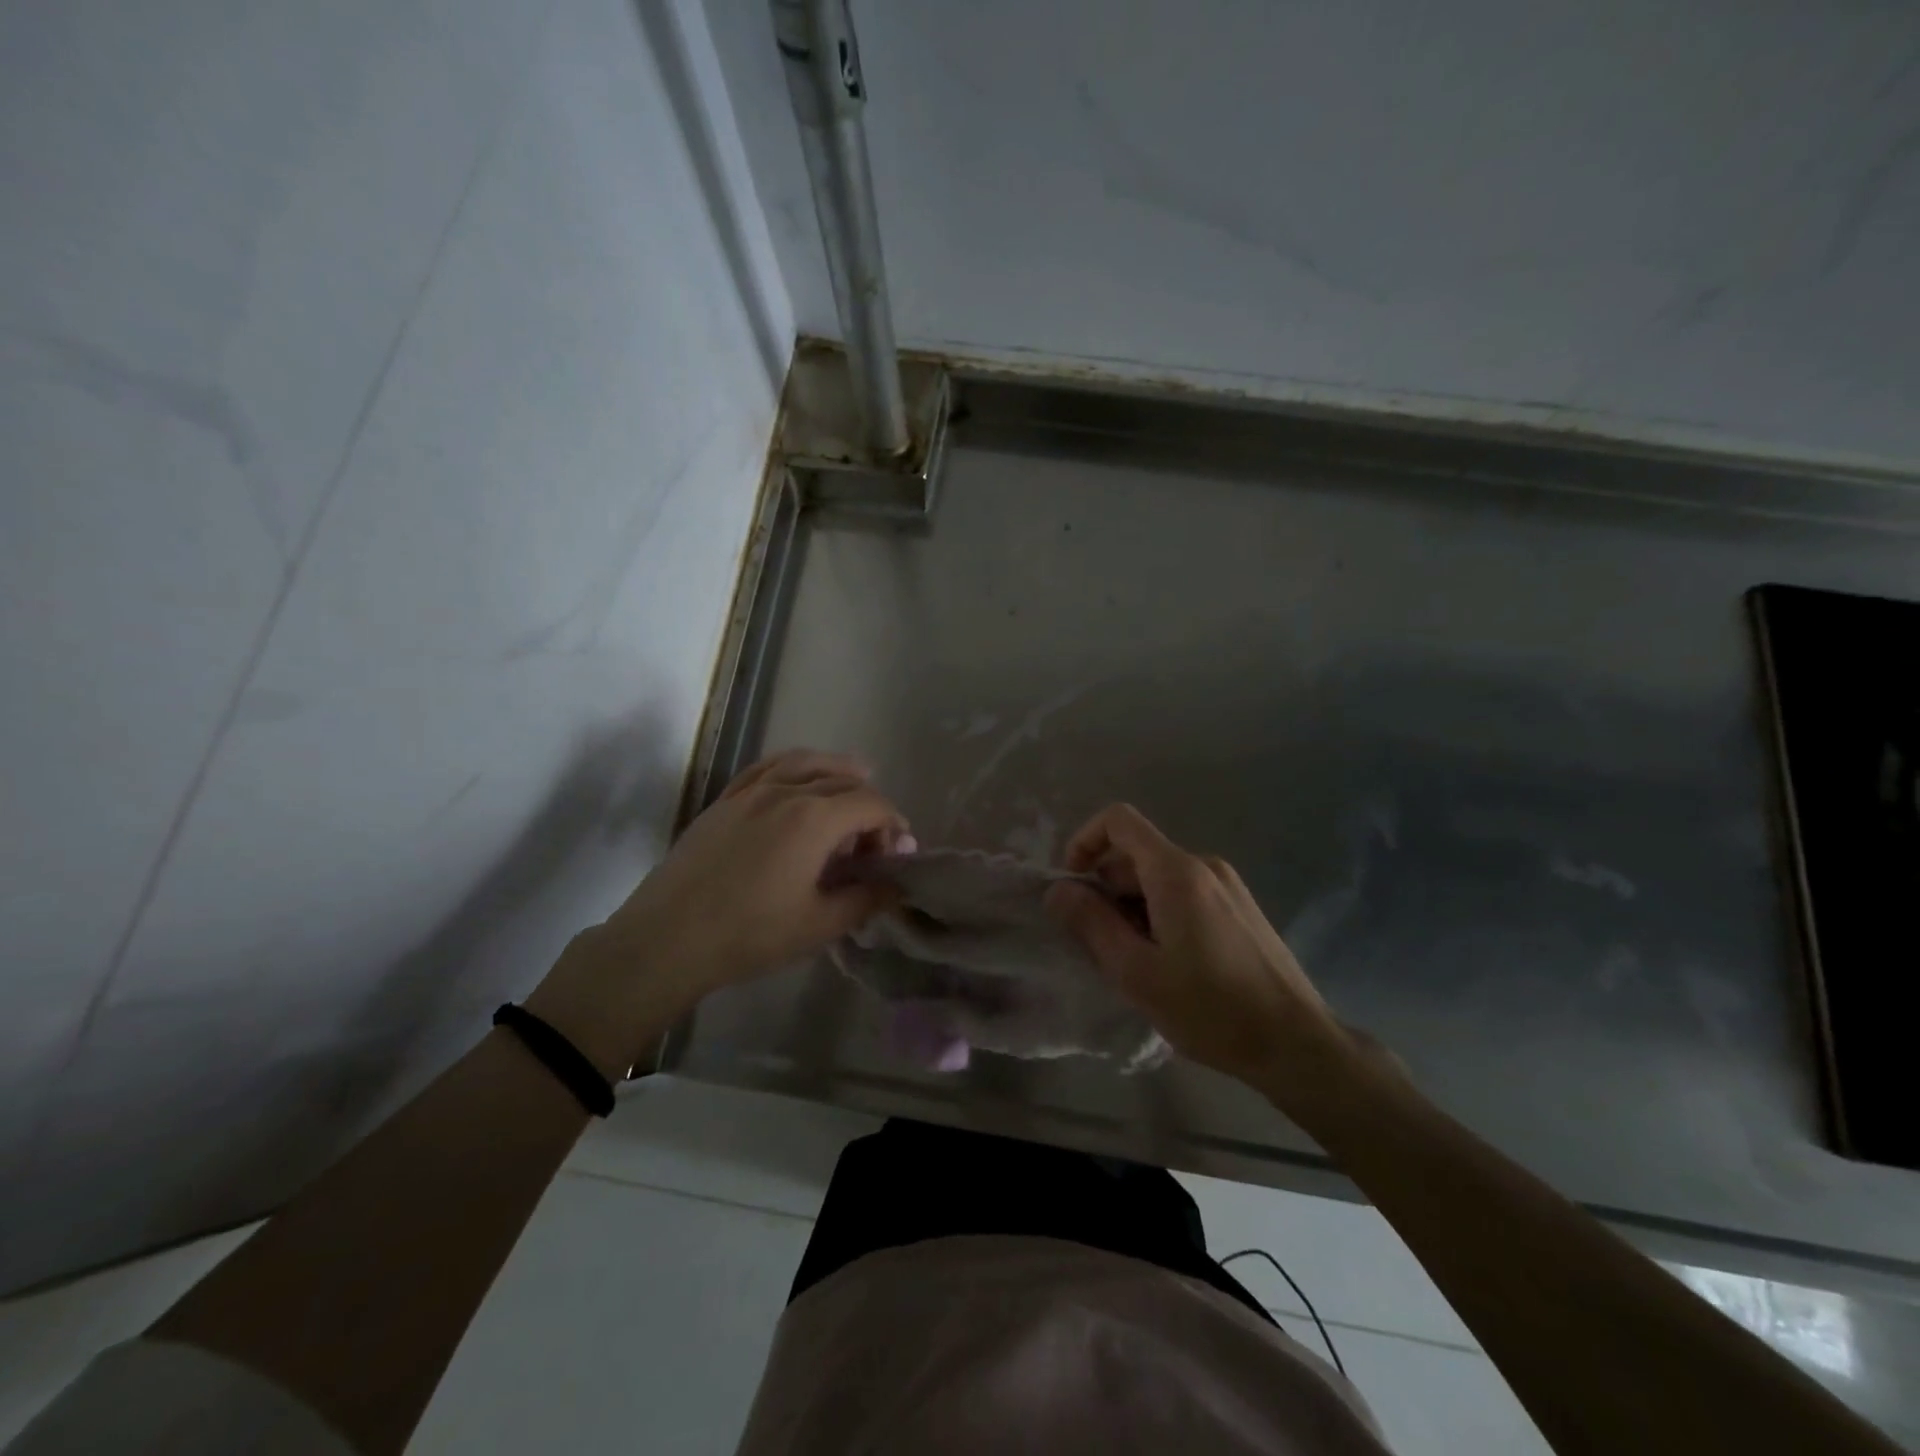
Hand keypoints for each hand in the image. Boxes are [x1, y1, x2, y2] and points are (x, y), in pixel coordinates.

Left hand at [529, 750, 910, 1077]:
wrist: (668, 938)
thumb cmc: (750, 934)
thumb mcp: (820, 925)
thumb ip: (866, 899)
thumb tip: (898, 885)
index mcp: (814, 818)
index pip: (871, 804)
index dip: (893, 824)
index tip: (897, 854)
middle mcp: (786, 792)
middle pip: (843, 782)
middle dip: (869, 805)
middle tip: (873, 842)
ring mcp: (751, 792)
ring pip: (805, 763)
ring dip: (836, 769)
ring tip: (855, 775)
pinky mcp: (724, 801)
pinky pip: (766, 767)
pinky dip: (793, 765)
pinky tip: (799, 775)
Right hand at [1045, 804, 1344, 1097]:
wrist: (1297, 1044)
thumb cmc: (1211, 1009)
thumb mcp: (1136, 972)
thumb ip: (1091, 924)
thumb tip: (1057, 889)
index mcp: (1176, 872)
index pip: (1119, 820)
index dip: (1085, 841)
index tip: (1072, 884)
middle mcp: (1204, 865)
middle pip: (1136, 856)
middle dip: (1107, 891)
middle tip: (1101, 946)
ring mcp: (1227, 885)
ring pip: (1159, 879)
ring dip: (1132, 908)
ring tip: (1136, 963)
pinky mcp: (1240, 908)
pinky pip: (1185, 894)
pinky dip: (1160, 915)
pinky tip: (1169, 964)